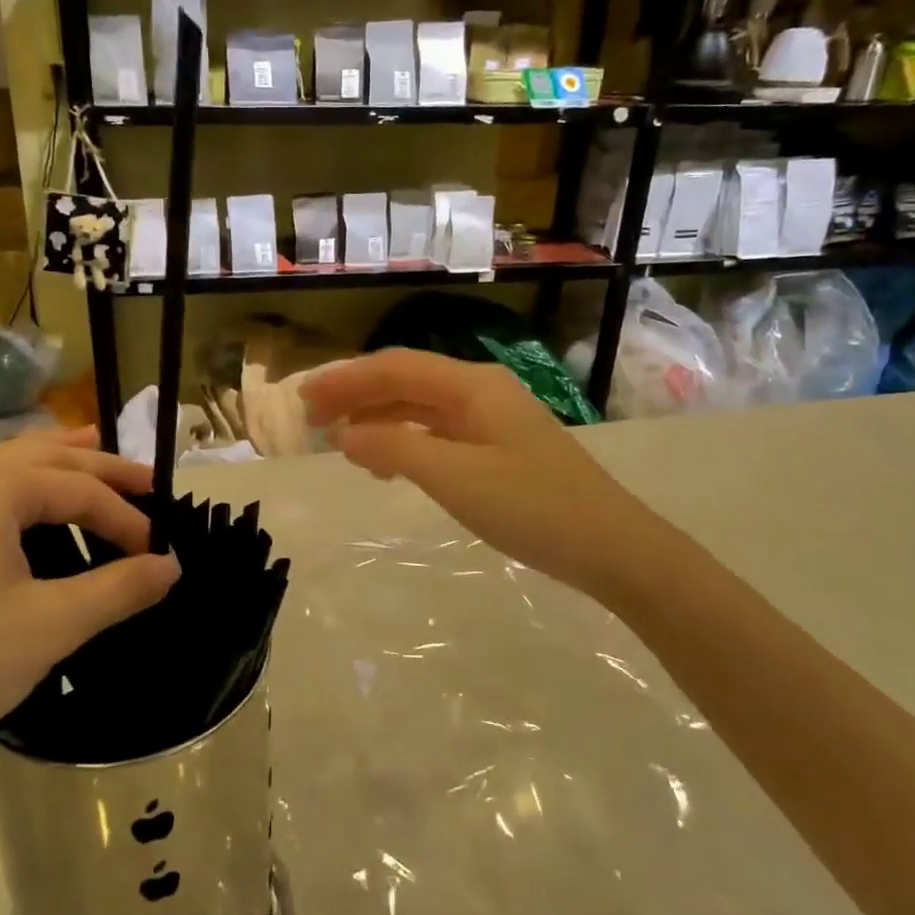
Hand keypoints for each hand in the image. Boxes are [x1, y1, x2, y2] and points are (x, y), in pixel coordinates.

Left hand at [0, 428, 180, 799]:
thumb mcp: (51, 626)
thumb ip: (119, 588)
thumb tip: (170, 566)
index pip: (79, 489)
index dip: (126, 518)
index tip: (158, 553)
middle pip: (41, 457)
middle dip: (97, 467)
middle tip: (145, 479)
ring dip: (49, 465)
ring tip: (86, 457)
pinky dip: (8, 489)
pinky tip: (13, 507)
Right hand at [301, 349, 629, 591]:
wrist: (611, 546)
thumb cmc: (532, 507)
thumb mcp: (455, 477)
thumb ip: (395, 448)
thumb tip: (344, 433)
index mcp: (472, 385)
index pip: (395, 368)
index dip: (345, 379)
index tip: (303, 398)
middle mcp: (480, 391)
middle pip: (406, 382)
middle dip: (357, 395)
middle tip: (311, 418)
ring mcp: (491, 419)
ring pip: (420, 407)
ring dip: (378, 418)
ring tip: (339, 441)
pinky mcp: (497, 447)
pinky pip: (437, 432)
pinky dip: (404, 441)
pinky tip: (387, 463)